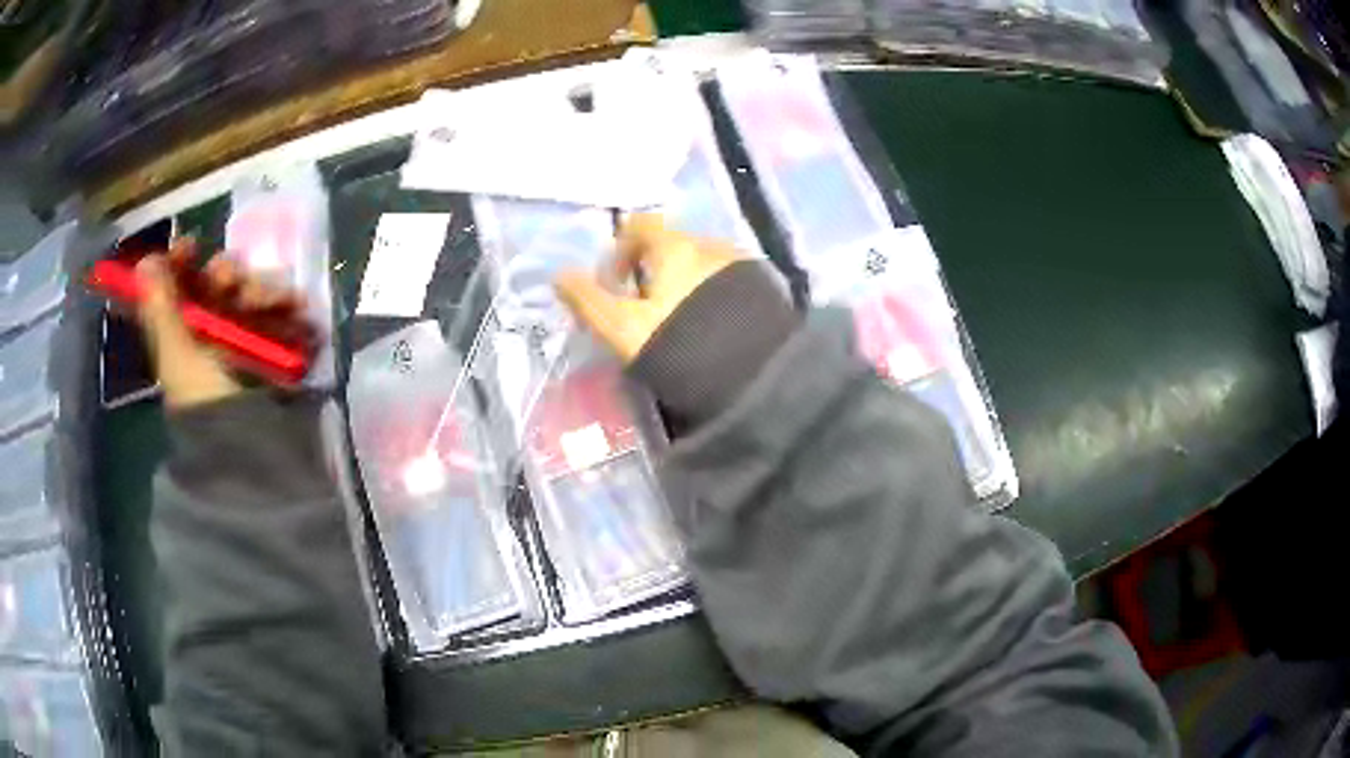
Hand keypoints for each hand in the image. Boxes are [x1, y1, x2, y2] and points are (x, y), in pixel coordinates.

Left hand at [135, 238, 311, 410]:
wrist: (256, 451)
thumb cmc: (208, 404)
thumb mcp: (178, 359)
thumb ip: (160, 310)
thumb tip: (146, 260)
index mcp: (183, 338)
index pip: (178, 289)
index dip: (181, 263)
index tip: (191, 246)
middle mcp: (214, 336)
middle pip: (219, 285)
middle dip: (228, 274)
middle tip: (234, 282)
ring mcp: (249, 343)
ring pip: (254, 294)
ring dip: (265, 289)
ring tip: (280, 303)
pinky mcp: (280, 352)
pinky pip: (285, 316)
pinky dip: (292, 309)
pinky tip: (299, 310)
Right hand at [554, 214, 744, 362]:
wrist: (756, 375)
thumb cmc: (680, 345)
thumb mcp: (623, 329)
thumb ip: (588, 300)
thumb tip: (559, 276)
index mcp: (674, 246)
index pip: (639, 226)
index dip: (619, 251)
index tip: (614, 285)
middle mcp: (711, 244)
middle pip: (672, 245)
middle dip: (653, 272)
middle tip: (646, 313)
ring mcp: (743, 264)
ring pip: (701, 264)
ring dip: (685, 284)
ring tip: (682, 325)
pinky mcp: (766, 288)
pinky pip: (729, 281)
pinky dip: (714, 296)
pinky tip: (713, 329)